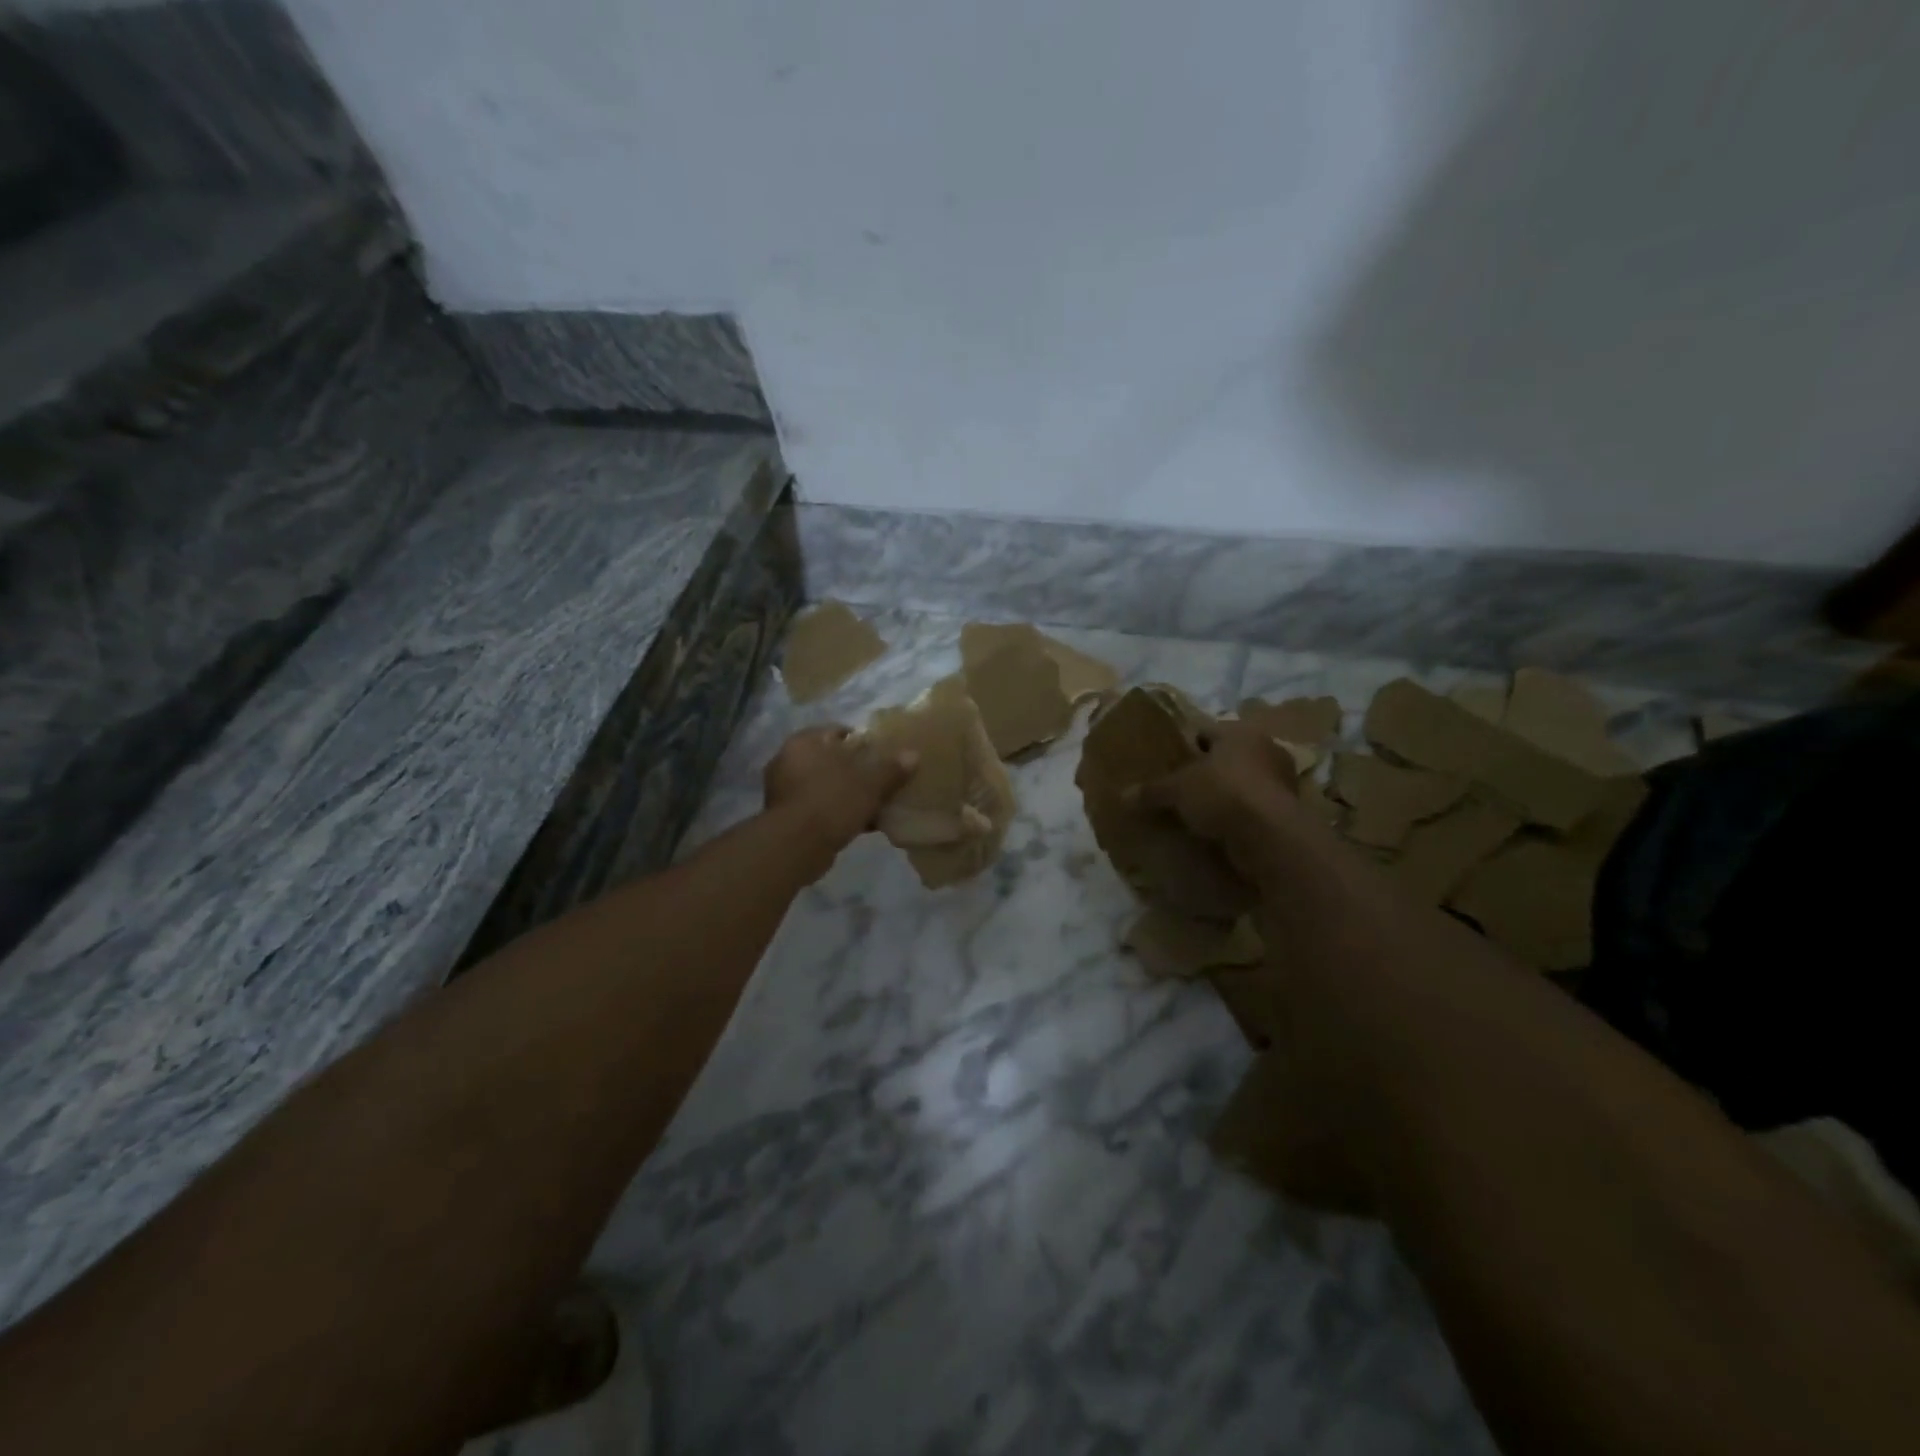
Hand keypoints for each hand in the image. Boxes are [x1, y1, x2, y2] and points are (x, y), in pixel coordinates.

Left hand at [763, 726, 914, 859]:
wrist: (796, 846)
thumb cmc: (832, 801)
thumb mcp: (870, 783)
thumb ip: (891, 769)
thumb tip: (913, 755)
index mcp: (804, 742)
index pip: (837, 732)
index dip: (861, 741)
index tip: (881, 755)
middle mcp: (788, 761)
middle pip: (830, 760)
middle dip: (854, 770)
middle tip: (879, 780)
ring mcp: (783, 791)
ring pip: (825, 785)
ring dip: (846, 794)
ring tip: (873, 804)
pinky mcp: (785, 817)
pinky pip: (818, 807)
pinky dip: (837, 812)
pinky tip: (860, 824)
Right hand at [1137, 719, 1299, 882]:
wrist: (1269, 836)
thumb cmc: (1222, 794)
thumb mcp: (1177, 790)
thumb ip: (1151, 790)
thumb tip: (1122, 796)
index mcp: (1239, 733)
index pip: (1207, 731)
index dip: (1186, 744)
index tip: (1169, 760)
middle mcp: (1265, 750)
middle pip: (1226, 758)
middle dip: (1206, 772)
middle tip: (1180, 787)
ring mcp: (1281, 782)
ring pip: (1242, 783)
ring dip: (1223, 795)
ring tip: (1197, 812)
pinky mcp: (1286, 812)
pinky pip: (1252, 808)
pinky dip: (1237, 817)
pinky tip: (1217, 829)